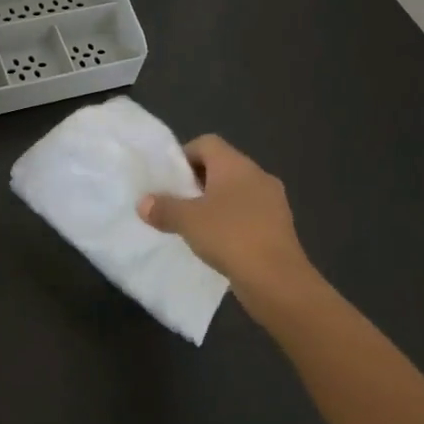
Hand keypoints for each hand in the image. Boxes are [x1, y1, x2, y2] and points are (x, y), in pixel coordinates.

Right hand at [137, 135, 320, 326]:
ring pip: (236, 192)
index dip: (184, 155)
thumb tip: (143, 203)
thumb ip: (163, 208)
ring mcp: (273, 201)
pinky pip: (249, 214)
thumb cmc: (230, 237)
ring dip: (215, 203)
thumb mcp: (187, 221)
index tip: (169, 179)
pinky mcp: (279, 227)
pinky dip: (232, 222)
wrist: (278, 281)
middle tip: (177, 202)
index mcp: (236, 165)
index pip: (207, 143)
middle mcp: (257, 175)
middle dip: (197, 182)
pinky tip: (218, 243)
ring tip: (194, 225)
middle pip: (222, 166)